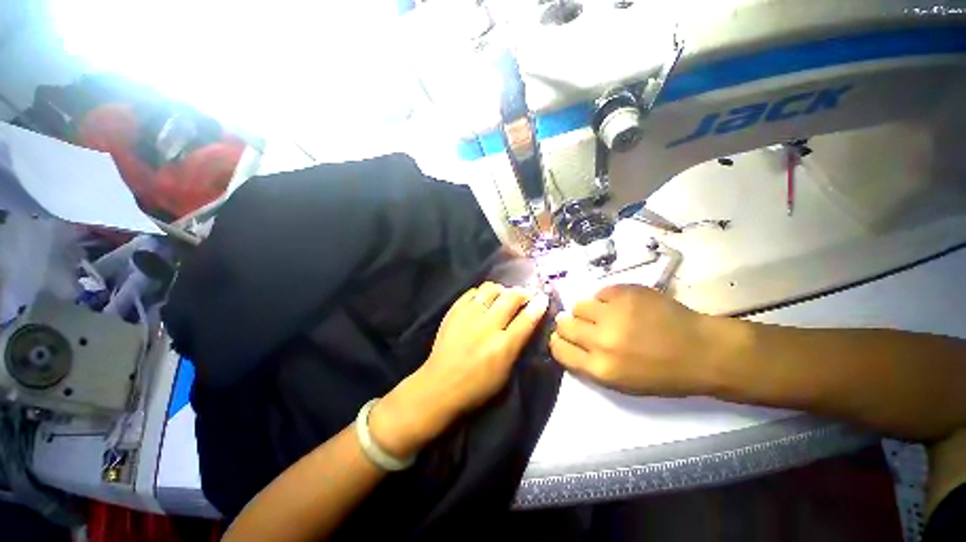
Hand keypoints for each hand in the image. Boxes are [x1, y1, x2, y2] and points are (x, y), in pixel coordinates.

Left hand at [371, 282, 548, 455]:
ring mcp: (468, 316)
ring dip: (502, 289)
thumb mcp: (505, 373)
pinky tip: (484, 298)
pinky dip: (482, 292)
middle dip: (523, 292)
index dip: (538, 305)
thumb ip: (517, 345)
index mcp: (502, 347)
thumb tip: (526, 322)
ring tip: (504, 294)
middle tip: (526, 294)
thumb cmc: (476, 386)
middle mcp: (486, 326)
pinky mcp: (453, 312)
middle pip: (510, 298)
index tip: (543, 298)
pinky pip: (472, 292)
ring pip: (490, 289)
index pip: (526, 319)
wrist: (439, 385)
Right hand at [550, 284, 726, 396]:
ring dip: (587, 311)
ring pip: (579, 306)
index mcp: (601, 368)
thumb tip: (567, 342)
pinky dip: (606, 299)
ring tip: (604, 314)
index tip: (563, 338)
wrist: (703, 351)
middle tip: (582, 325)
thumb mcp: (622, 383)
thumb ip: (589, 364)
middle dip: (568, 325)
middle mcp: (601, 340)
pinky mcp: (626, 293)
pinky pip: (600, 293)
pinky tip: (622, 306)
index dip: (558, 342)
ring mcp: (613, 314)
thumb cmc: (664, 374)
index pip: (559, 350)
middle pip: (564, 325)